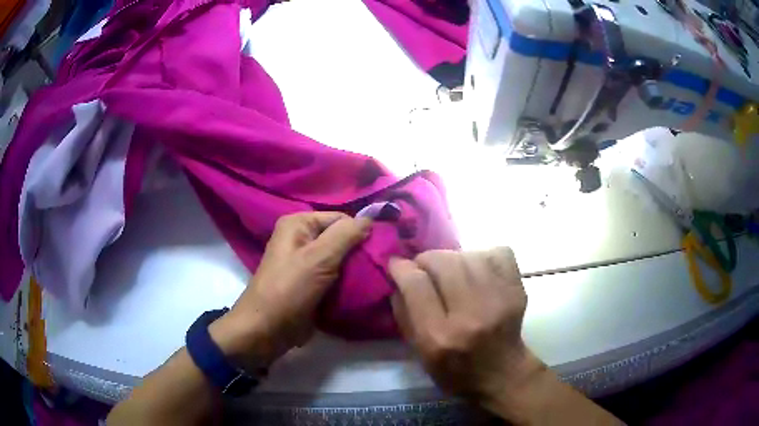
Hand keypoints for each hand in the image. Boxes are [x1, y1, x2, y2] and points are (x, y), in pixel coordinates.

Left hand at [210, 212, 371, 369]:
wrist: (267, 330)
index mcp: (298, 224)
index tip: (380, 251)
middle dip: (360, 252)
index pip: (340, 218)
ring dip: (356, 269)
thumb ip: (346, 235)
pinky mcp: (310, 283)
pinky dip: (348, 282)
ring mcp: (305, 263)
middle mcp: (301, 239)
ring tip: (376, 278)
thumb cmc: (289, 290)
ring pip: (340, 259)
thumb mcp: (318, 258)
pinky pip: (335, 276)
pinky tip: (363, 288)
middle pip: (341, 238)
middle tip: (380, 267)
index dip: (360, 232)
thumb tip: (371, 218)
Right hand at [389, 248, 540, 404]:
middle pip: (442, 261)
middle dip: (426, 260)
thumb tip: (398, 276)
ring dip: (452, 259)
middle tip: (425, 270)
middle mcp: (470, 315)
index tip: (396, 265)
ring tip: (451, 272)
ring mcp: (498, 300)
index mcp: (439, 337)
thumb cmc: (455, 371)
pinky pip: (498, 253)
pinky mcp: (517, 290)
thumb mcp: (419, 353)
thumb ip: (404, 314)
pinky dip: (483, 255)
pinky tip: (477, 270)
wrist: (502, 375)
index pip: (415, 284)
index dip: (401, 268)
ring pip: (467, 255)